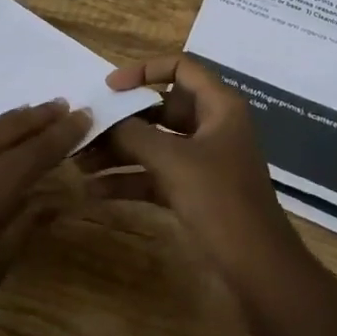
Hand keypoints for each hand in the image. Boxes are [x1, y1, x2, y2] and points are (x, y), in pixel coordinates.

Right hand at [86, 56, 305, 287]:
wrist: (257, 268)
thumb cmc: (220, 200)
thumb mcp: (173, 161)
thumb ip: (134, 135)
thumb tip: (104, 119)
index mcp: (219, 106)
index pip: (181, 67)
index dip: (144, 70)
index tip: (109, 87)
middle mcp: (212, 126)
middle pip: (162, 108)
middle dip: (123, 120)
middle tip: (86, 130)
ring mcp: (204, 160)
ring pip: (155, 144)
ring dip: (119, 152)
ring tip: (79, 163)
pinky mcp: (195, 191)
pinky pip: (156, 175)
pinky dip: (129, 180)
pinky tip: (94, 192)